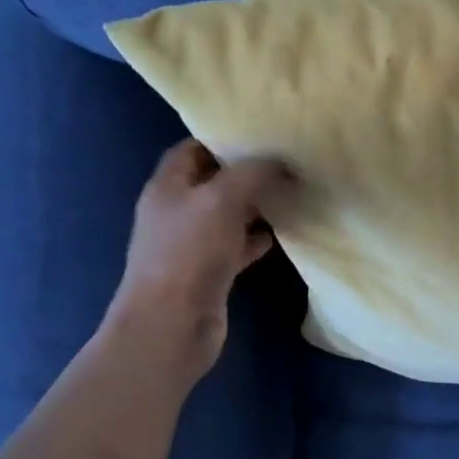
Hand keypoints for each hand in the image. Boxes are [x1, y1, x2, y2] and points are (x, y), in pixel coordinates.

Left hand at [104, 140, 291, 385]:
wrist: (171, 325)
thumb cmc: (190, 253)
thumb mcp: (223, 199)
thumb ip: (252, 172)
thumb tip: (280, 160)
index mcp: (168, 186)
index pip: (191, 149)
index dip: (221, 137)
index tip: (259, 133)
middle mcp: (177, 212)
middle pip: (213, 181)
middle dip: (246, 171)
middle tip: (284, 161)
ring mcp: (192, 244)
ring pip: (227, 214)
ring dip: (255, 205)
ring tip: (290, 191)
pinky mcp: (209, 272)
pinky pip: (236, 245)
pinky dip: (256, 238)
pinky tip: (282, 232)